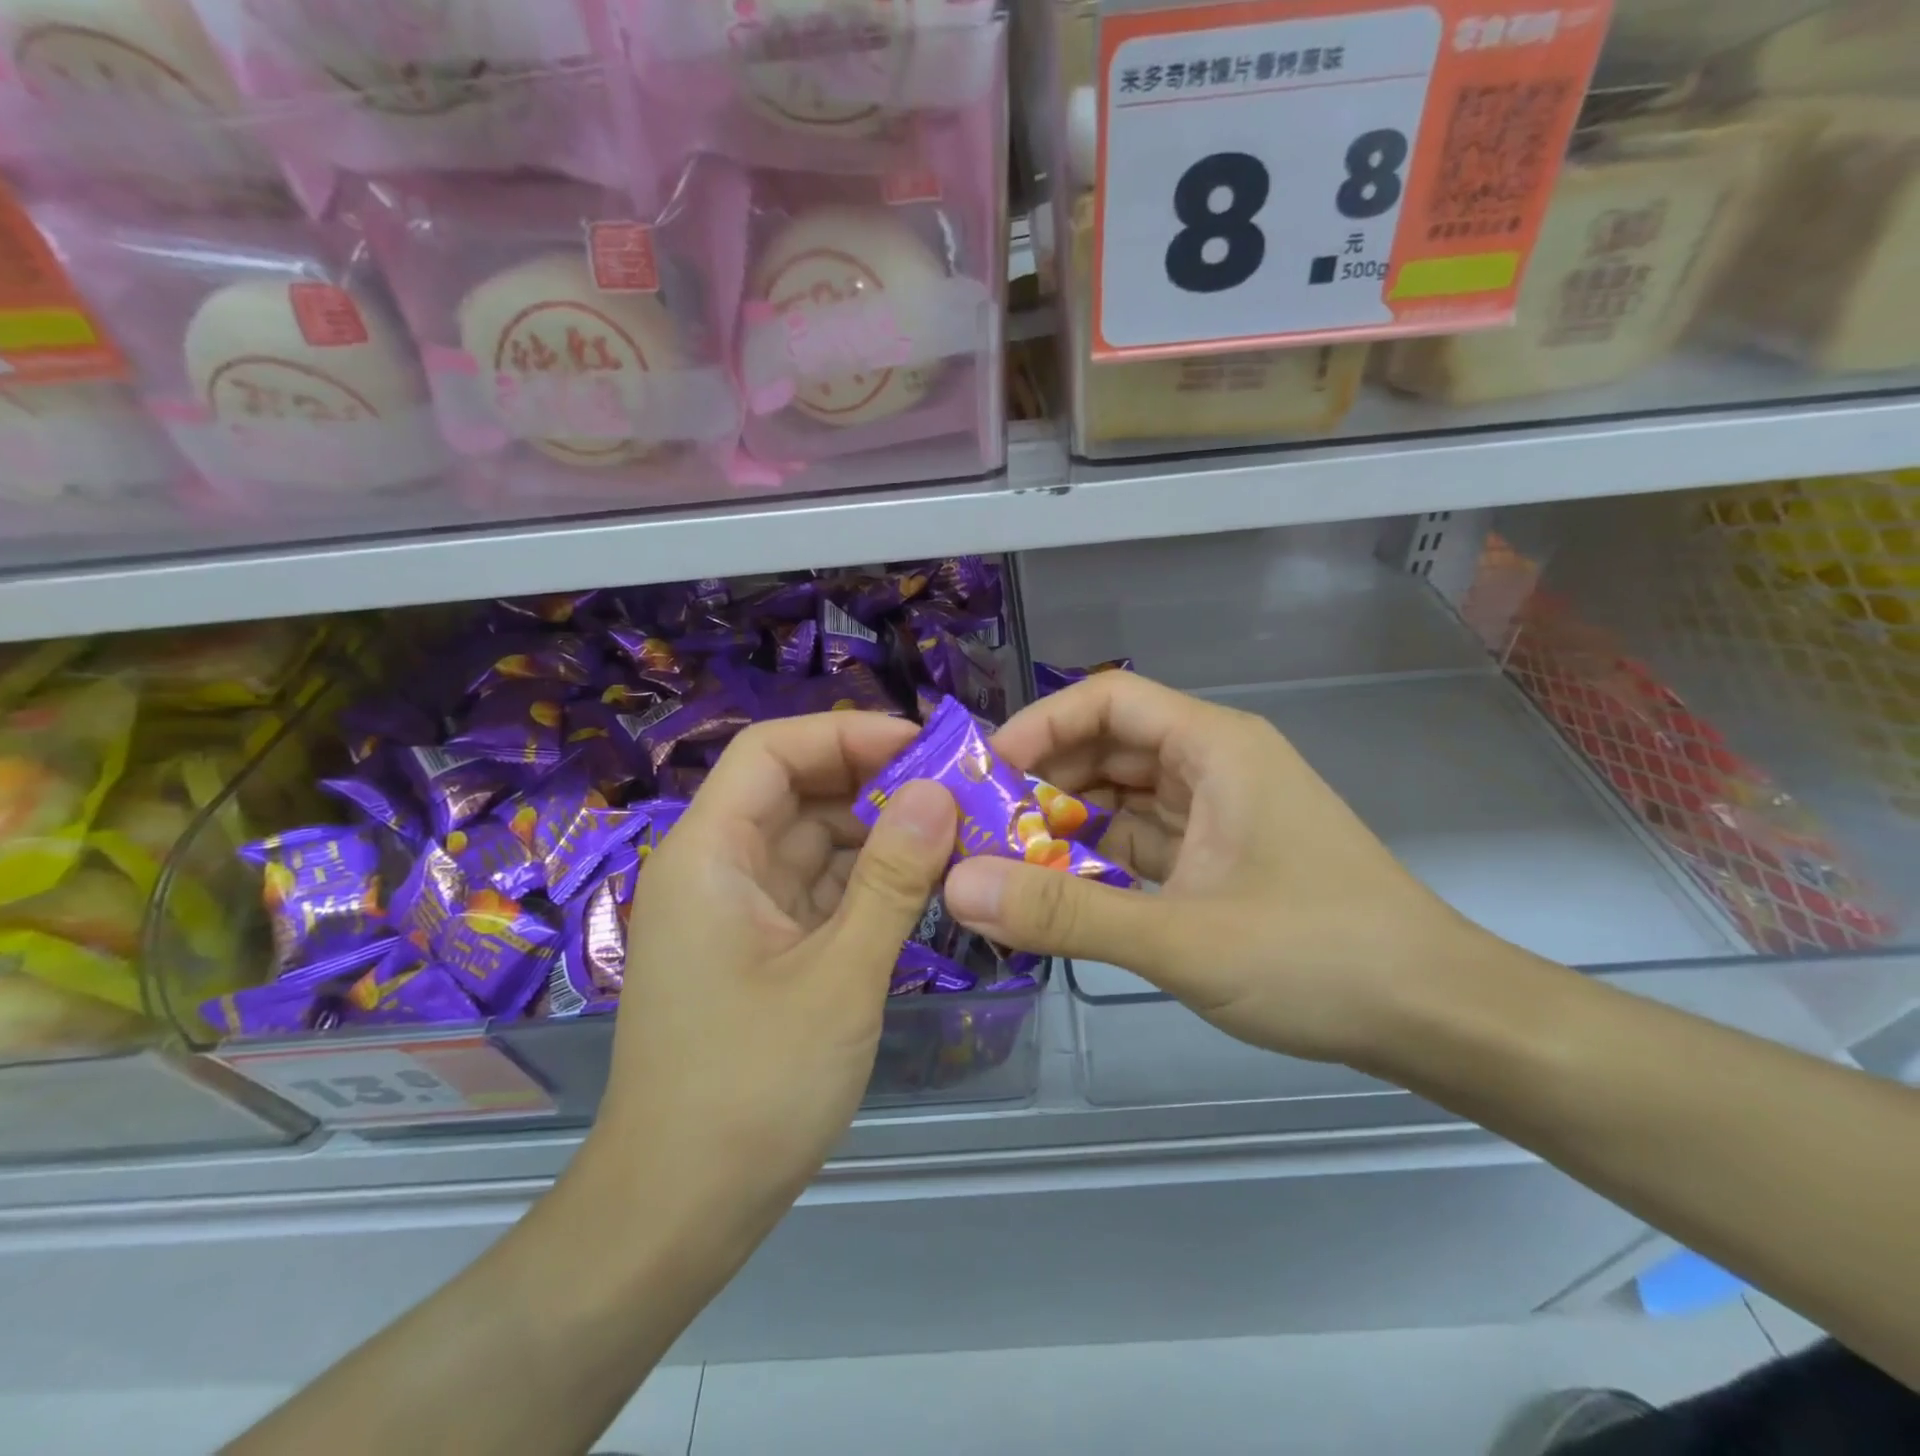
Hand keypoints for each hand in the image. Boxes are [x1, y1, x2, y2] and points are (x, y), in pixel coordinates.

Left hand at [586, 713, 955, 1235]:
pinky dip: (867, 883)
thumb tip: (939, 792)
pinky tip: (924, 888)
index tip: (924, 749)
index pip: (772, 751)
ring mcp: (738, 911)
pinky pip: (818, 891)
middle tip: (959, 794)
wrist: (676, 1214)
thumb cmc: (751, 1089)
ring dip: (879, 836)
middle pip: (797, 791)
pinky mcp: (761, 950)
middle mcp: (717, 868)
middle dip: (876, 785)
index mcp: (711, 854)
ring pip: (814, 842)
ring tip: (957, 837)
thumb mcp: (839, 976)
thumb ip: (892, 878)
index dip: (846, 735)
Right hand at [942, 673, 1489, 1065]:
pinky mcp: (1224, 857)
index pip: (1107, 699)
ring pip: (1125, 796)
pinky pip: (1146, 839)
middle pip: (1110, 746)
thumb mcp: (1180, 937)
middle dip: (1045, 781)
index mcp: (1215, 747)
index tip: (986, 775)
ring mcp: (1222, 812)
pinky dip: (1103, 858)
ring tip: (1009, 861)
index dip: (1040, 726)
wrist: (1437, 1016)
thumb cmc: (1318, 958)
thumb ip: (1066, 912)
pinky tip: (1064, 890)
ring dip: (1070, 822)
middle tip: (983, 828)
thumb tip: (961, 887)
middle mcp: (1216, 764)